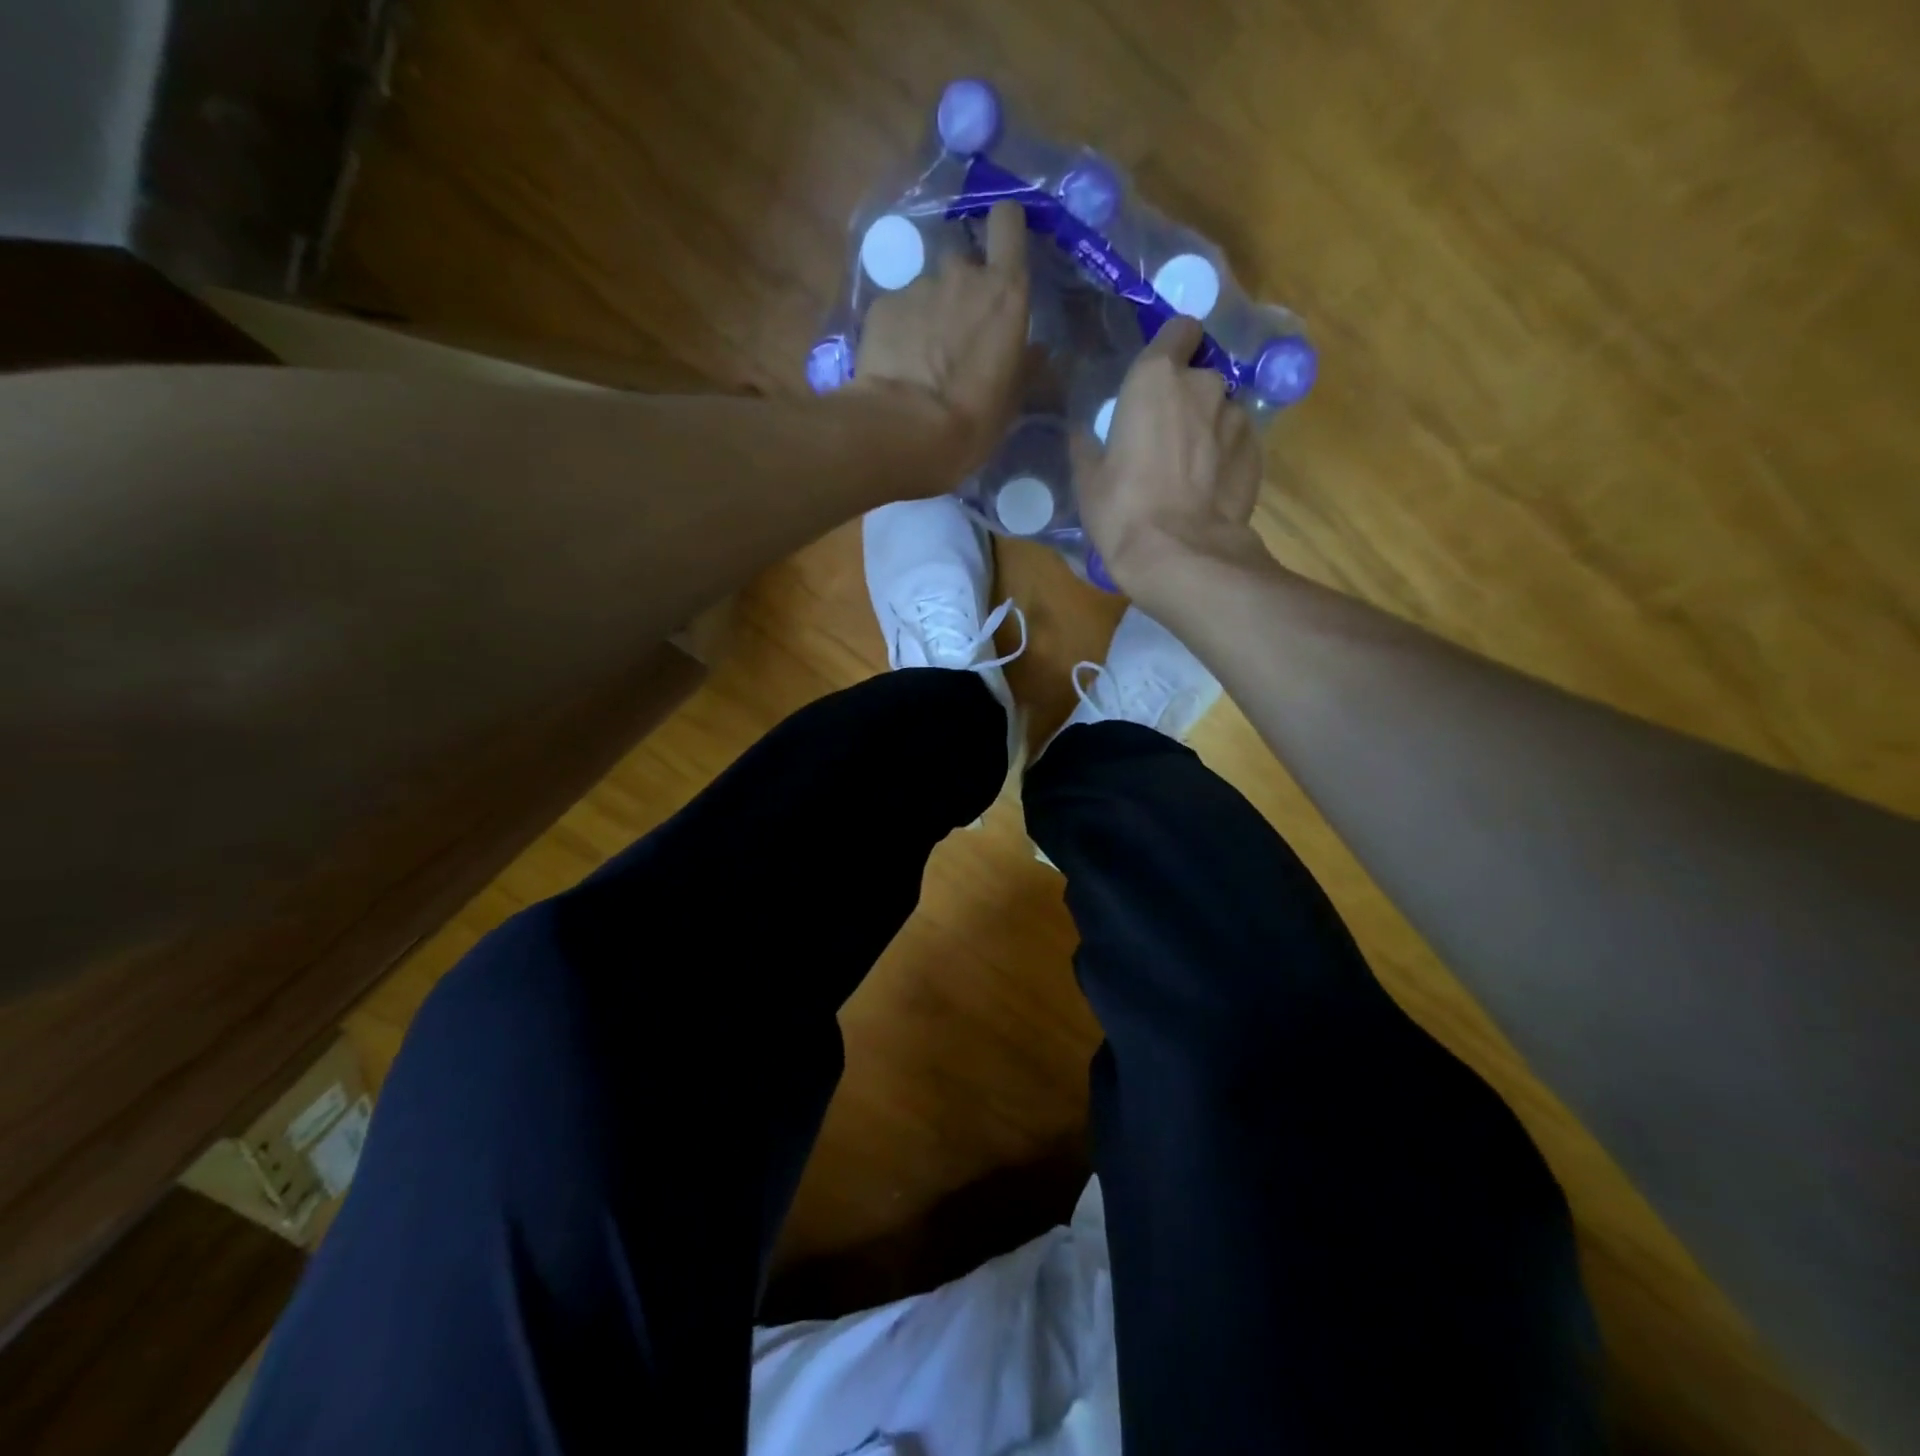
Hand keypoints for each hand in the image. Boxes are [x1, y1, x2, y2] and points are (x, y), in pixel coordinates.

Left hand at [853, 201, 1030, 473]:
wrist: (905, 430)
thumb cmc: (972, 419)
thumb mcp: (1012, 400)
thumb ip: (1026, 366)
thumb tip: (1037, 352)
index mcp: (1005, 292)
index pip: (1008, 222)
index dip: (1004, 227)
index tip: (1002, 248)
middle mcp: (962, 275)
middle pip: (964, 262)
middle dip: (962, 289)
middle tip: (958, 333)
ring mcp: (918, 286)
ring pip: (928, 289)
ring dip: (929, 313)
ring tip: (922, 357)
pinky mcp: (882, 305)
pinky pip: (897, 309)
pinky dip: (899, 329)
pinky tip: (897, 364)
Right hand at [1074, 317, 1269, 595]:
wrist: (1180, 554)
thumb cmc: (1123, 509)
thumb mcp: (1088, 479)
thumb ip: (1088, 444)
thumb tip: (1083, 431)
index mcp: (1156, 377)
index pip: (1181, 329)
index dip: (1172, 346)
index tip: (1159, 372)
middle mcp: (1204, 384)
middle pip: (1199, 375)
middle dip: (1186, 397)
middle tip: (1165, 436)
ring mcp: (1237, 417)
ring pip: (1220, 410)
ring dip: (1207, 428)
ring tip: (1189, 469)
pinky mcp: (1257, 452)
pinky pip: (1237, 443)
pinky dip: (1225, 457)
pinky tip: (1208, 489)